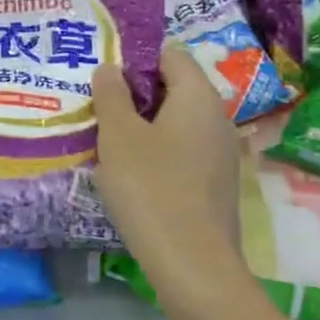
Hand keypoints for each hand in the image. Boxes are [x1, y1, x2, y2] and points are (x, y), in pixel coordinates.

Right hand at [93, 43, 242, 286]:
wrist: (193, 265)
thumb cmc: (151, 189)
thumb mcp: (119, 137)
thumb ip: (112, 96)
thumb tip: (110, 68)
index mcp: (198, 96)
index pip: (170, 54)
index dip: (136, 58)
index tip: (104, 77)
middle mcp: (217, 118)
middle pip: (175, 89)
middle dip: (135, 95)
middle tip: (98, 109)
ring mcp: (221, 153)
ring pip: (177, 123)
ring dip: (144, 127)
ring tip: (108, 142)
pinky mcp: (216, 184)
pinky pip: (184, 152)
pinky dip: (158, 153)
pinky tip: (132, 175)